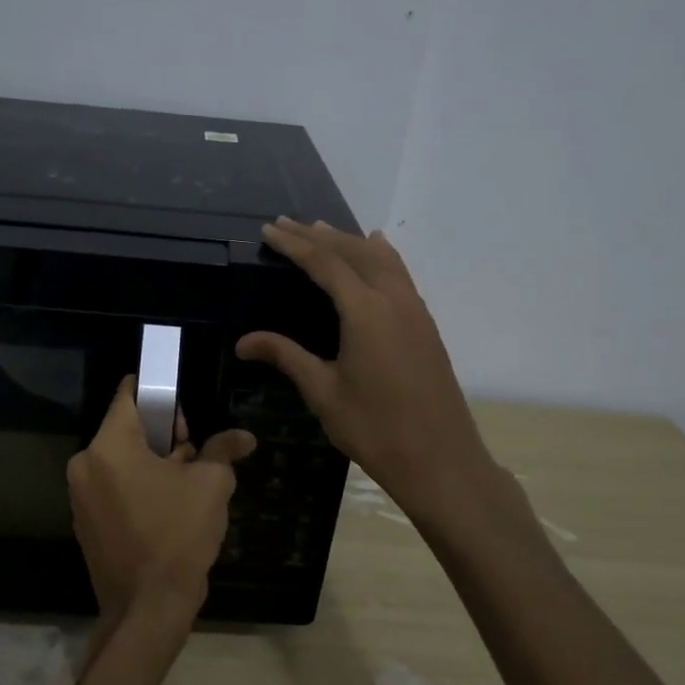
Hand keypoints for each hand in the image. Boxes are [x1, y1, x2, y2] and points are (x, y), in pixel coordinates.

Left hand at [67, 376, 256, 630]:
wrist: (149, 609)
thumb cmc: (178, 535)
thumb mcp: (210, 485)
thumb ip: (223, 450)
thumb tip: (243, 437)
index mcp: (109, 447)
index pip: (128, 396)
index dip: (158, 392)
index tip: (182, 402)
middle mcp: (85, 465)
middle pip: (126, 430)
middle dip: (162, 435)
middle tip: (195, 454)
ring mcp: (81, 497)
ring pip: (121, 460)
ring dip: (152, 463)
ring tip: (187, 484)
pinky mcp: (86, 523)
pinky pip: (113, 487)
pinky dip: (138, 487)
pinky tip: (167, 508)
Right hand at [236, 218, 495, 524]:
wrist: (440, 460)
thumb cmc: (375, 429)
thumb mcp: (324, 392)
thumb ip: (286, 357)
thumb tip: (244, 342)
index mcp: (365, 311)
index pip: (325, 263)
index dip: (295, 244)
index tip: (270, 230)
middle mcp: (393, 299)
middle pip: (353, 253)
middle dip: (318, 236)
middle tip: (287, 224)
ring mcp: (415, 310)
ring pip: (381, 260)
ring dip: (350, 242)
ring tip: (323, 230)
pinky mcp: (425, 325)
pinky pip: (400, 274)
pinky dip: (381, 256)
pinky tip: (377, 251)